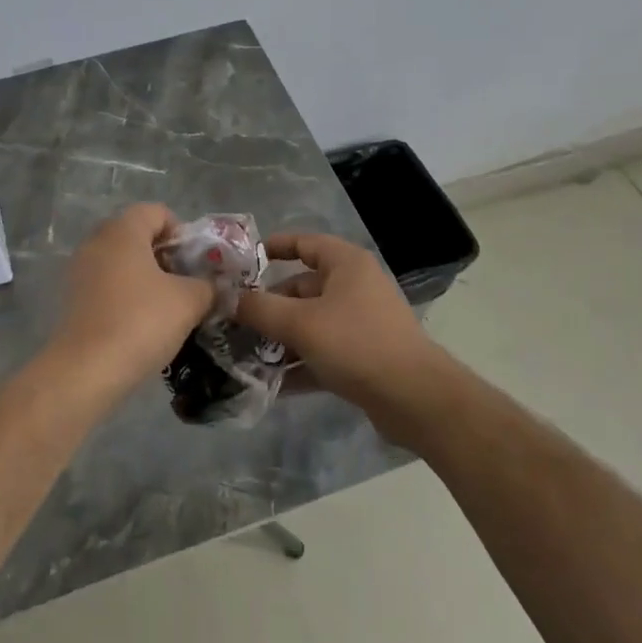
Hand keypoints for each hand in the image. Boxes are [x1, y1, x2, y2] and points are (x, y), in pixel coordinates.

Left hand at [53, 204, 215, 391]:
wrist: (86, 371)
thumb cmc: (141, 322)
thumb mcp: (189, 301)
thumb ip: (208, 285)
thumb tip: (213, 286)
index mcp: (123, 231)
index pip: (157, 212)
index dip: (181, 233)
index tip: (194, 264)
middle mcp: (97, 241)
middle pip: (137, 235)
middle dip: (164, 256)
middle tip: (184, 284)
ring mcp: (79, 270)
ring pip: (121, 261)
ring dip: (145, 278)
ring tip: (166, 308)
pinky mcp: (72, 298)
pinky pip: (106, 284)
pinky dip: (125, 295)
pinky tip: (140, 324)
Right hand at [234, 233, 439, 411]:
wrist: (415, 399)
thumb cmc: (356, 344)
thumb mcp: (300, 323)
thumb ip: (259, 309)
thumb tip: (226, 298)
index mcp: (346, 264)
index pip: (304, 242)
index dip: (273, 248)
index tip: (240, 263)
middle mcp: (354, 287)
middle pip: (301, 287)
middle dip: (267, 305)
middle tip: (233, 321)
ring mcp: (360, 324)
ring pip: (309, 323)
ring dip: (279, 338)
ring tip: (243, 354)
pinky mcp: (362, 357)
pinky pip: (321, 353)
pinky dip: (298, 364)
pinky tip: (269, 383)